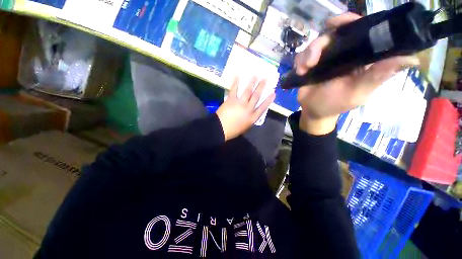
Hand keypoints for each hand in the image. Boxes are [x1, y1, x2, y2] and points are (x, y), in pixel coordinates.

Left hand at [216, 77, 275, 140]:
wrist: (220, 129)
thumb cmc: (233, 131)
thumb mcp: (245, 127)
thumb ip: (249, 119)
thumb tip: (251, 113)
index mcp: (252, 118)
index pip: (263, 108)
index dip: (268, 100)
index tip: (273, 93)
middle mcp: (248, 109)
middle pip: (256, 96)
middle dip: (261, 87)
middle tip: (265, 79)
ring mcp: (240, 103)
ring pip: (248, 91)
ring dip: (252, 83)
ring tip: (255, 75)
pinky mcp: (231, 100)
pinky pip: (234, 90)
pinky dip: (236, 83)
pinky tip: (238, 76)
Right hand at [295, 13, 419, 134]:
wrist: (313, 111)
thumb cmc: (335, 104)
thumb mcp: (358, 92)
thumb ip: (378, 76)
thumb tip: (411, 59)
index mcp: (360, 57)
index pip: (360, 30)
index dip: (350, 22)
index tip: (338, 23)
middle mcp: (343, 53)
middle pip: (333, 33)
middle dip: (321, 42)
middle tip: (313, 57)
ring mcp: (325, 58)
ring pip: (315, 43)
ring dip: (308, 54)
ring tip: (305, 69)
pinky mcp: (310, 64)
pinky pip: (303, 54)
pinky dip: (300, 61)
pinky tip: (300, 71)